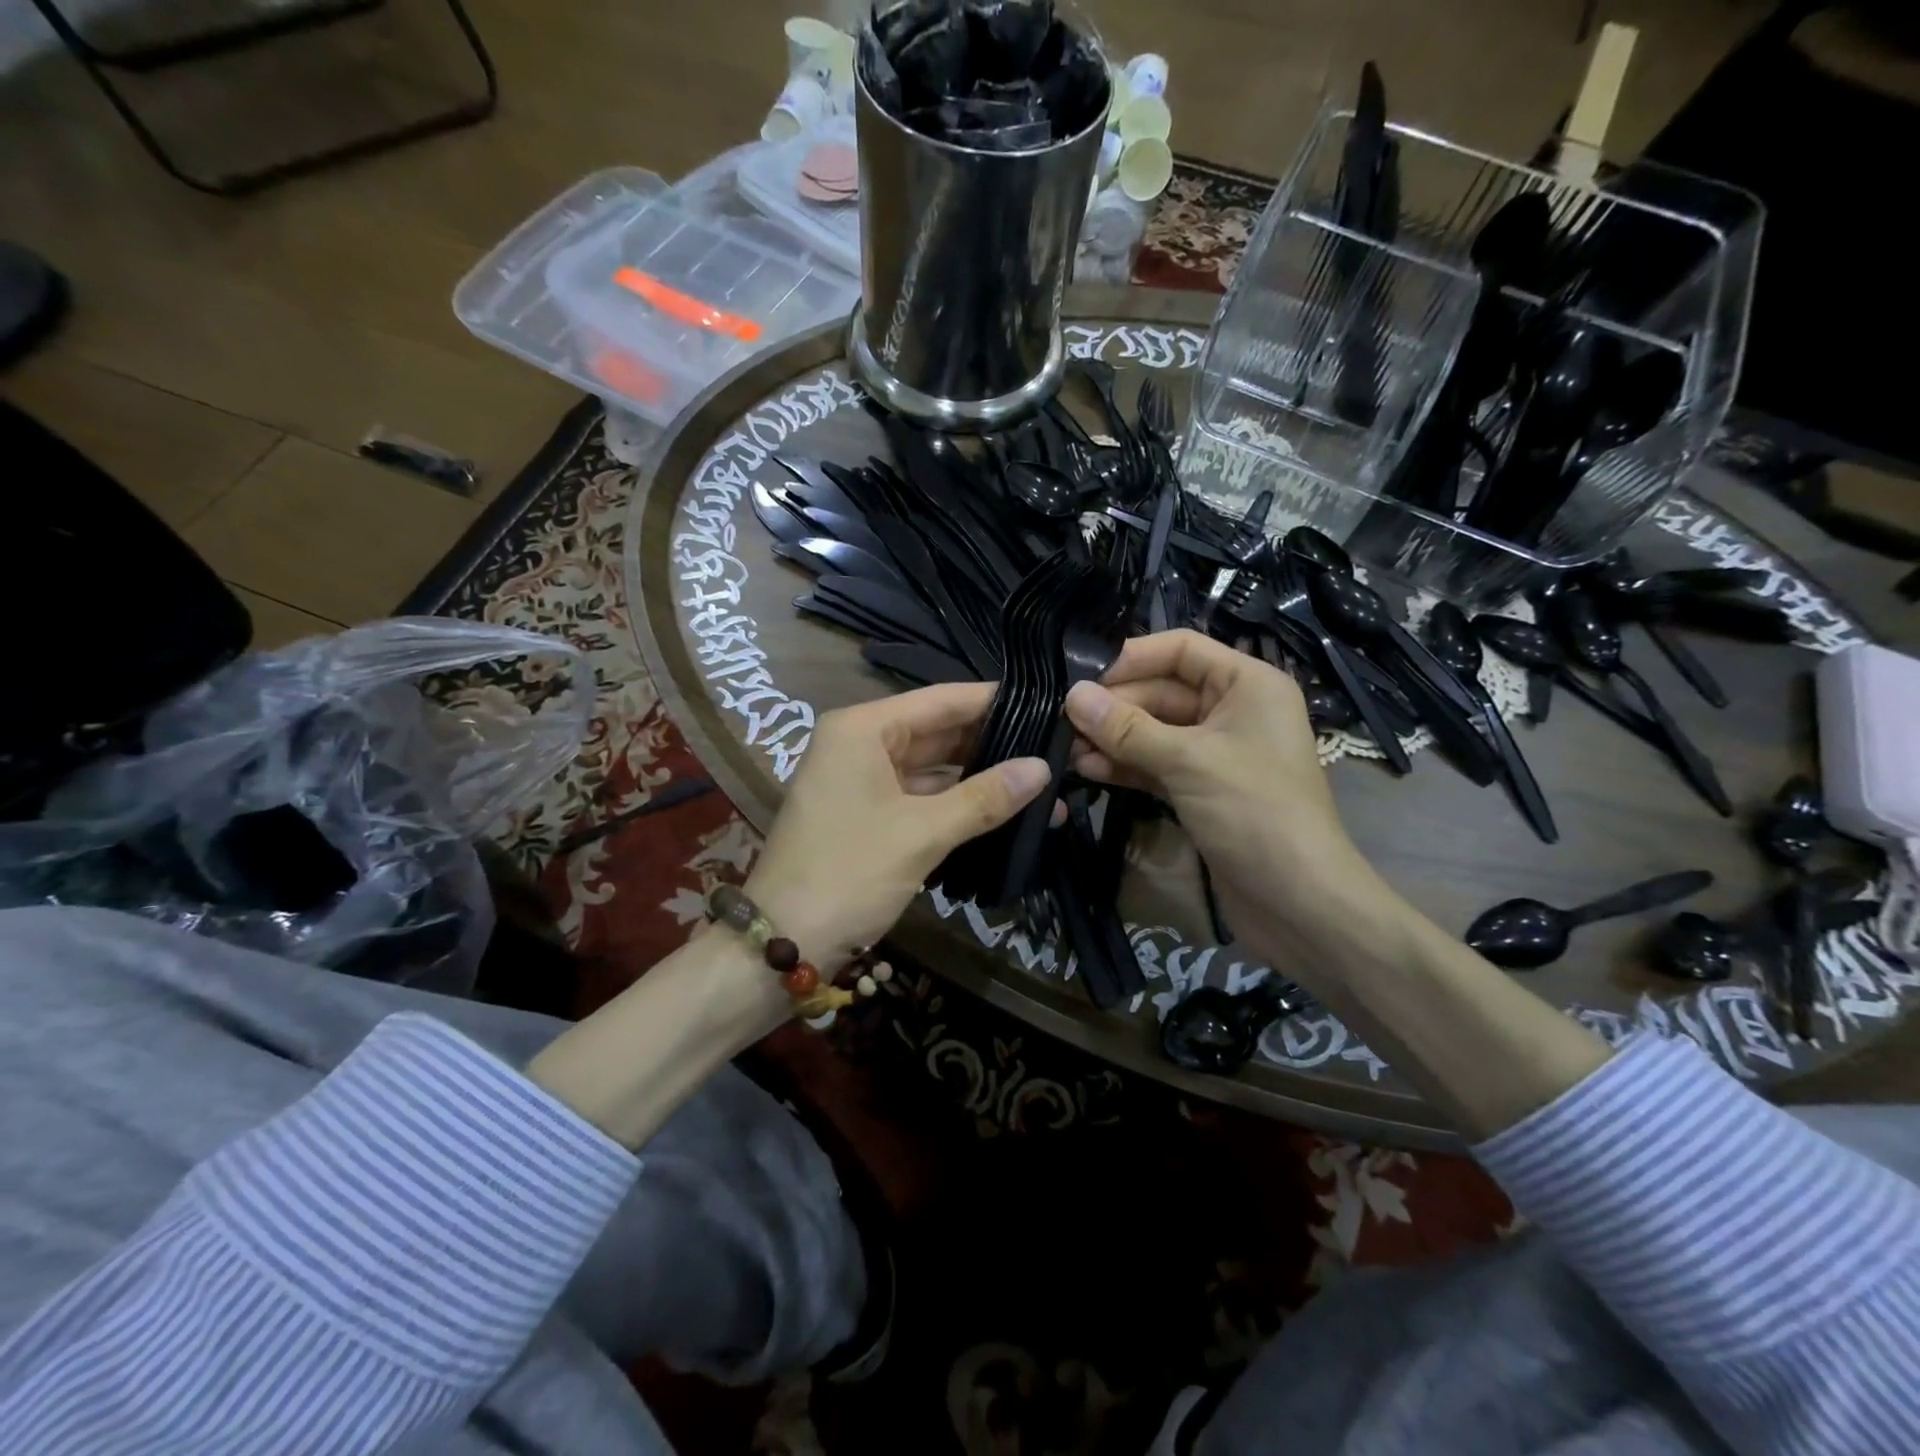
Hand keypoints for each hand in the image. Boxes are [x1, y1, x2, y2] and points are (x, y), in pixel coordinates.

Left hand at [745, 683, 1049, 970]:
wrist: (784, 941)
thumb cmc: (849, 873)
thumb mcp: (922, 833)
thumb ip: (984, 798)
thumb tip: (1043, 768)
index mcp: (864, 728)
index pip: (942, 700)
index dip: (996, 702)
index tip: (1050, 706)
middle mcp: (860, 743)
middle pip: (938, 731)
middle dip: (994, 745)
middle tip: (1057, 750)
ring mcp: (862, 779)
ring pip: (932, 767)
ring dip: (980, 779)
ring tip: (1043, 784)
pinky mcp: (868, 813)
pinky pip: (920, 796)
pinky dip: (957, 804)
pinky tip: (1003, 811)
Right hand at [1064, 630, 1384, 957]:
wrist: (1298, 901)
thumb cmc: (1254, 812)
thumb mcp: (1188, 762)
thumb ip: (1127, 728)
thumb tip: (1072, 696)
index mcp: (1247, 685)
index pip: (1181, 649)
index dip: (1132, 657)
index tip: (1081, 677)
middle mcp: (1232, 710)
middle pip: (1161, 691)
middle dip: (1114, 706)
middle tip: (1063, 720)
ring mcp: (1215, 753)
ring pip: (1153, 731)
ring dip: (1113, 738)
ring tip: (1067, 749)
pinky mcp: (1200, 789)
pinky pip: (1155, 764)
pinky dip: (1125, 765)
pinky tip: (1087, 769)